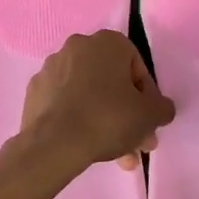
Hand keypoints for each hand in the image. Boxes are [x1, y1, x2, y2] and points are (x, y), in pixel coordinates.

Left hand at [19, 30, 175, 174]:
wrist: (54, 143)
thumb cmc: (108, 118)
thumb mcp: (150, 115)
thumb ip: (162, 107)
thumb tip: (161, 108)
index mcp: (107, 42)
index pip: (136, 67)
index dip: (147, 97)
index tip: (148, 122)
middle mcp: (78, 46)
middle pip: (111, 82)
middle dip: (127, 114)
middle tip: (136, 143)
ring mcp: (52, 67)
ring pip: (89, 94)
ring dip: (105, 121)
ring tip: (115, 156)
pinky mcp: (36, 90)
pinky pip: (65, 102)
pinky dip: (77, 119)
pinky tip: (86, 145)